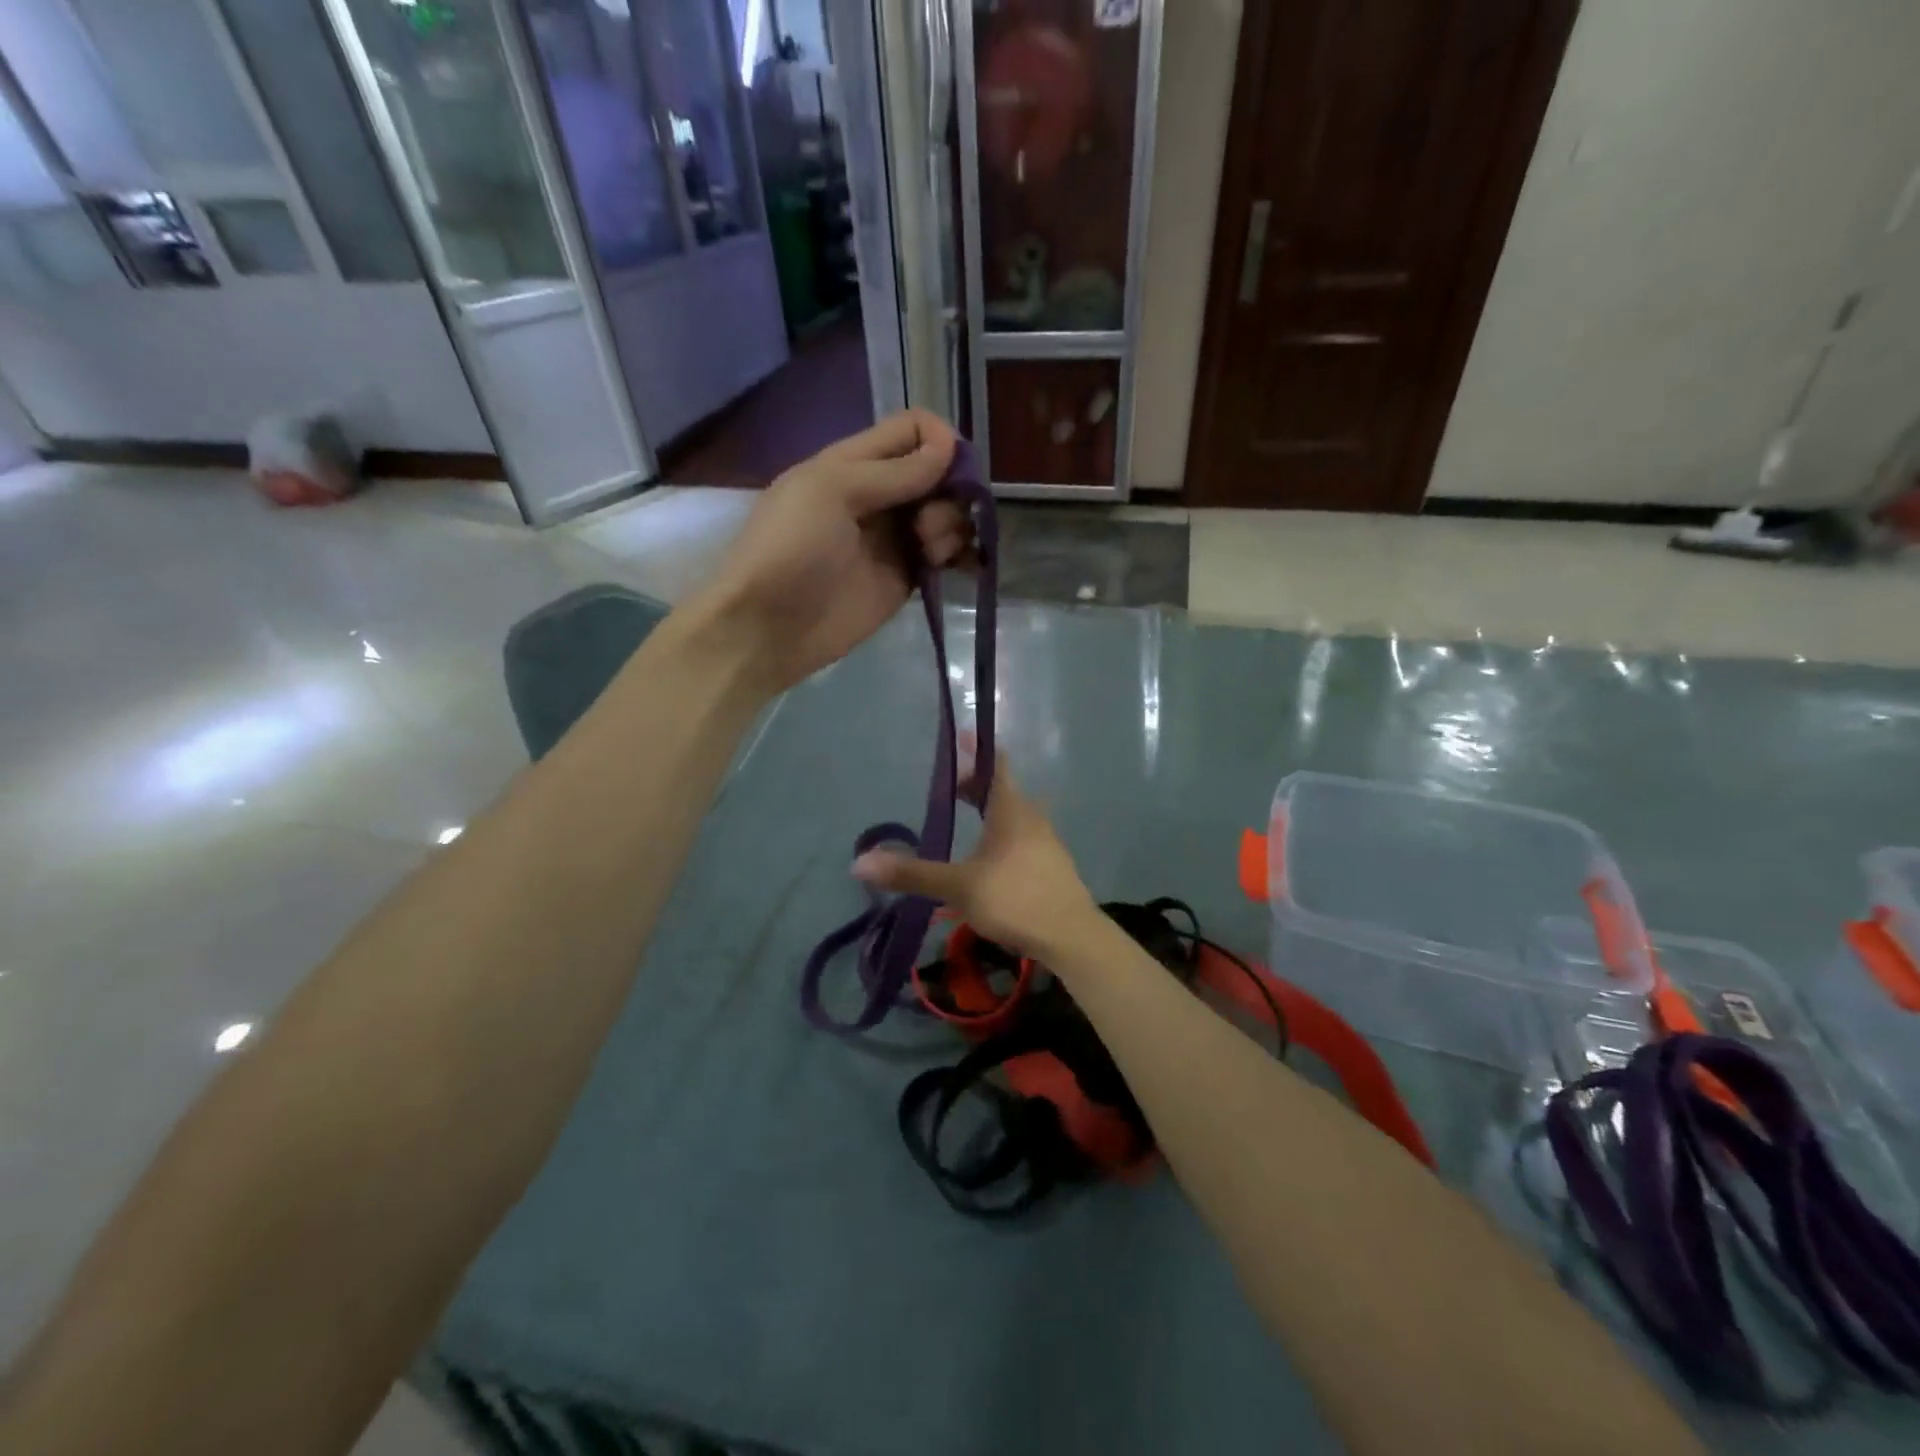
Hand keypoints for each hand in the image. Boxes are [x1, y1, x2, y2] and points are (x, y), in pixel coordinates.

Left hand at [692, 410, 968, 691]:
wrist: (768, 627)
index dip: (939, 441)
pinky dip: (956, 554)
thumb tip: (949, 446)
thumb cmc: (790, 548)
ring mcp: (892, 539)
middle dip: (950, 489)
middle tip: (930, 522)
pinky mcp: (904, 579)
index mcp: (852, 463)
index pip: (911, 431)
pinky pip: (942, 555)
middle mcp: (878, 495)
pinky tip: (953, 564)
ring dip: (951, 524)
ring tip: (932, 551)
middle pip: (935, 473)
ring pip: (944, 514)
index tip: (952, 469)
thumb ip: (893, 471)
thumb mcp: (832, 491)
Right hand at [851, 753, 1100, 962]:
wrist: (1071, 936)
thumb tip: (859, 862)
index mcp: (1011, 810)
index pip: (995, 764)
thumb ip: (912, 874)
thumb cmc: (1016, 899)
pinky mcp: (1051, 865)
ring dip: (989, 811)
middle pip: (1002, 790)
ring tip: (965, 819)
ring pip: (1013, 815)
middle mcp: (1031, 817)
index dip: (977, 749)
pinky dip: (1002, 834)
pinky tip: (988, 858)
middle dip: (975, 785)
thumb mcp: (959, 886)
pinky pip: (1022, 836)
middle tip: (949, 788)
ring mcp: (1046, 841)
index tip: (961, 736)